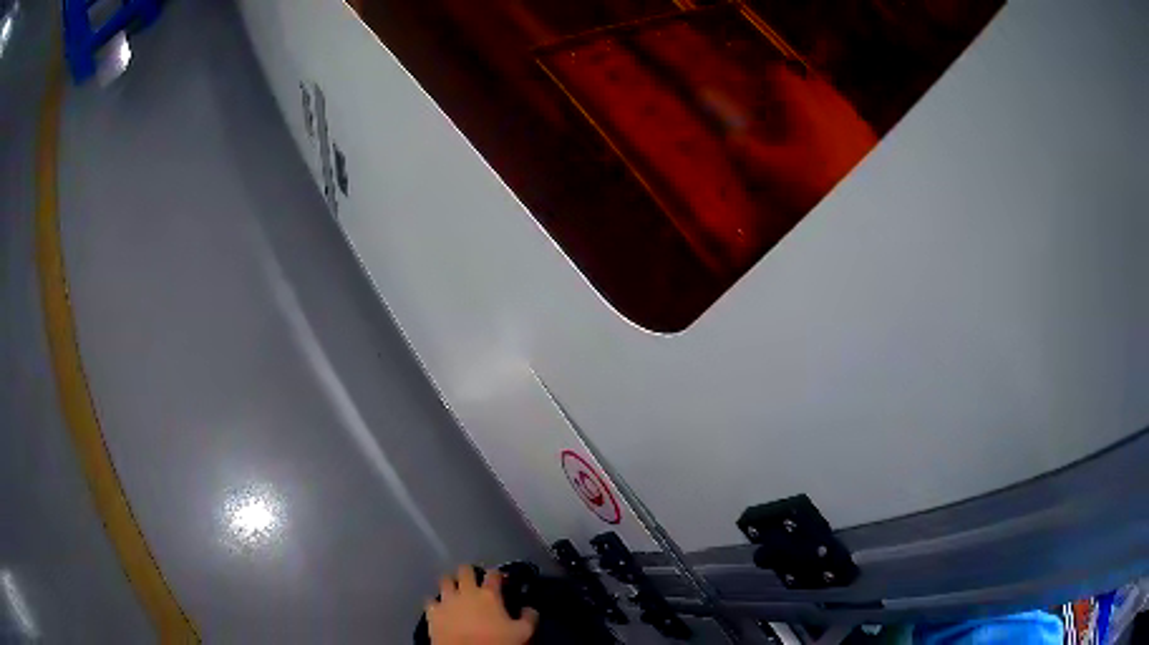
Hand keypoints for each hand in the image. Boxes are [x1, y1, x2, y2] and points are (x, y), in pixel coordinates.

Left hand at [427, 565, 539, 644]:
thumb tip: (530, 608)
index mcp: (489, 594)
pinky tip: (439, 606)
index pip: (493, 574)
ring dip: (450, 583)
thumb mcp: (523, 633)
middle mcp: (466, 591)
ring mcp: (446, 600)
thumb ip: (529, 617)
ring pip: (444, 580)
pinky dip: (435, 601)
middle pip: (465, 570)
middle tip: (474, 580)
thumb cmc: (497, 642)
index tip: (500, 579)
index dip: (496, 574)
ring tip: (455, 590)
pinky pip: (430, 599)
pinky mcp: (432, 611)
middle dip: (469, 572)